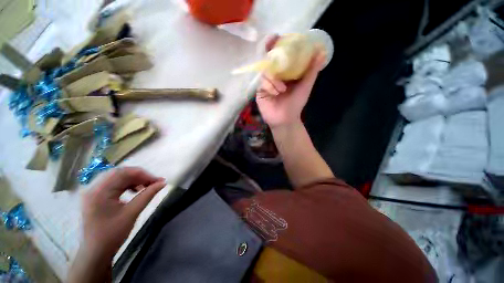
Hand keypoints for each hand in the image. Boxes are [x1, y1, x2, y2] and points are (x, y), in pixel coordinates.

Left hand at [81, 167, 165, 259]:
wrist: (95, 253)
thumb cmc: (112, 235)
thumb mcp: (132, 213)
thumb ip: (148, 195)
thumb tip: (163, 183)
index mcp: (99, 191)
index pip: (124, 173)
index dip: (144, 174)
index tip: (159, 181)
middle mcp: (94, 187)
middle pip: (120, 173)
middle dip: (140, 176)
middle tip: (154, 183)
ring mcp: (93, 191)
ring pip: (117, 177)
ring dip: (134, 180)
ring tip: (146, 187)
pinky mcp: (96, 196)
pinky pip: (114, 184)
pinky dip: (127, 185)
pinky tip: (134, 191)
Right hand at [256, 35, 325, 127]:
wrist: (285, 120)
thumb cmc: (296, 104)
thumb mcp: (305, 86)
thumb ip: (312, 70)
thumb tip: (322, 51)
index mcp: (285, 73)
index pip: (280, 56)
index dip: (277, 45)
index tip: (277, 37)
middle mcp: (275, 76)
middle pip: (269, 60)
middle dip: (269, 53)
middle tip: (271, 43)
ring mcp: (266, 83)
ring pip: (265, 71)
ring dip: (274, 78)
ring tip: (282, 89)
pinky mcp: (260, 91)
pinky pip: (262, 83)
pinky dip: (270, 86)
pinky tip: (276, 93)